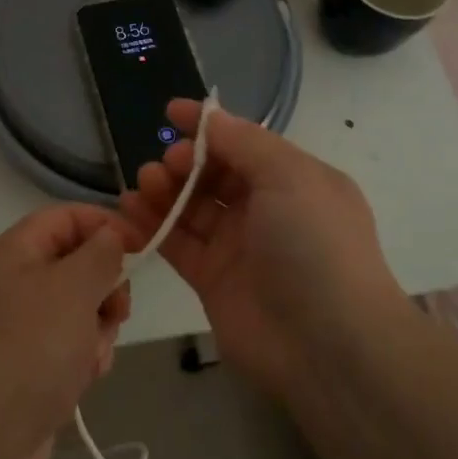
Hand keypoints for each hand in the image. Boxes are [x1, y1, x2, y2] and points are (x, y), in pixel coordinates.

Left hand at [0, 204, 136, 458]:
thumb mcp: (73, 288)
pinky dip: (82, 360)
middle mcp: (12, 283)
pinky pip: (67, 347)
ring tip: (90, 358)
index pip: (67, 216)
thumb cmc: (29, 350)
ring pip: (78, 310)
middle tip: (117, 312)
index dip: (106, 224)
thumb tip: (111, 235)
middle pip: (76, 264)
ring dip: (97, 330)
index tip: (143, 249)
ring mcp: (16, 328)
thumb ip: (100, 254)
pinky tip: (82, 382)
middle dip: (105, 287)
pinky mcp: (25, 368)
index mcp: (13, 252)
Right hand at [121, 100, 396, 394]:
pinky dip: (154, 224)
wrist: (327, 346)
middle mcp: (267, 210)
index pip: (244, 142)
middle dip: (186, 160)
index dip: (208, 126)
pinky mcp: (212, 280)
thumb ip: (245, 143)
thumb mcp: (290, 177)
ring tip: (144, 182)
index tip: (171, 112)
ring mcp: (239, 246)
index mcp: (293, 180)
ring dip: (165, 189)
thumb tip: (211, 118)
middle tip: (168, 163)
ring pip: (192, 206)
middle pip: (214, 173)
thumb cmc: (314, 245)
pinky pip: (178, 242)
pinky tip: (130, 207)